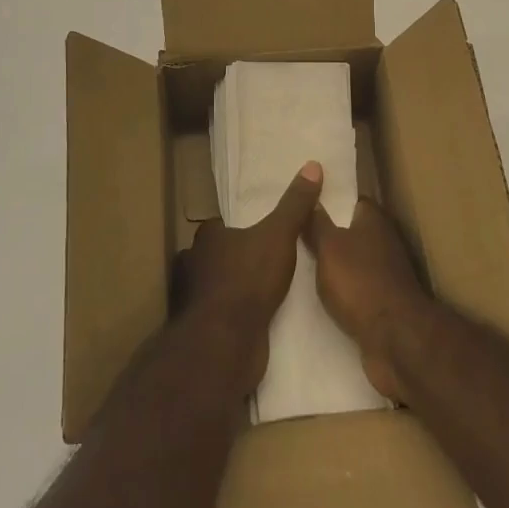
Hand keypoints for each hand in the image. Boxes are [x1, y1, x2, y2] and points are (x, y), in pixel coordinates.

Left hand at [177, 162, 322, 393]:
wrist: (227, 342)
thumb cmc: (249, 278)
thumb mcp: (279, 234)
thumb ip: (295, 204)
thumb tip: (312, 165)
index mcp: (207, 237)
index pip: (222, 225)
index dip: (241, 227)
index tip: (263, 231)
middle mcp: (195, 264)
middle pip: (219, 255)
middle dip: (239, 257)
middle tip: (269, 259)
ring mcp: (196, 299)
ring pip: (220, 285)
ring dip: (238, 287)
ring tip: (268, 288)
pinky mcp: (205, 329)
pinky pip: (225, 313)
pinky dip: (238, 313)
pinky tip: (259, 315)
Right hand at [304, 198, 430, 401]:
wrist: (395, 338)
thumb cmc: (359, 281)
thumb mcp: (328, 246)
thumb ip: (317, 222)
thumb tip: (310, 193)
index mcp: (374, 220)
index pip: (354, 200)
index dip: (332, 200)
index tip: (309, 203)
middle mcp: (385, 242)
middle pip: (355, 231)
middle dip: (332, 233)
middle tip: (299, 234)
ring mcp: (388, 274)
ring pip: (356, 261)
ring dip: (338, 264)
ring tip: (305, 264)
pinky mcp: (386, 302)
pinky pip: (359, 287)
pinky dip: (346, 289)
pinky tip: (325, 293)